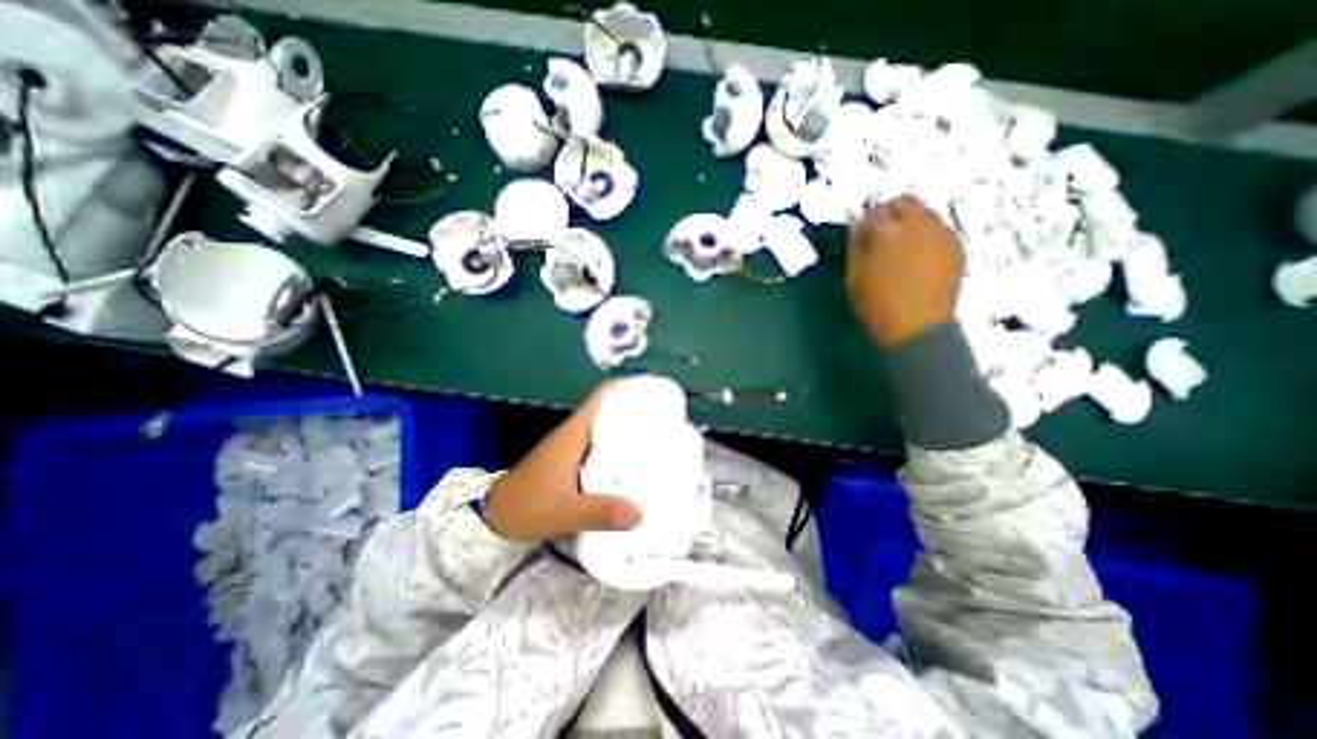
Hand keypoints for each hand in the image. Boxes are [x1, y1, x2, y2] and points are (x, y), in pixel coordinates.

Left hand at [486, 384, 645, 539]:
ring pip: (605, 427)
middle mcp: (575, 434)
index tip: (653, 391)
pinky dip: (618, 447)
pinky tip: (633, 463)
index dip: (627, 387)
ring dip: (628, 429)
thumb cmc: (526, 506)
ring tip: (657, 439)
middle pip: (609, 409)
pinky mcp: (570, 461)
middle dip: (635, 409)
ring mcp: (571, 447)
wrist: (492, 518)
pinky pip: (601, 445)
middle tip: (665, 419)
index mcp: (574, 433)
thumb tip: (641, 512)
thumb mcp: (564, 511)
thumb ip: (600, 513)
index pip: (601, 396)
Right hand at [849, 193, 963, 345]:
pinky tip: (920, 257)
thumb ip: (855, 247)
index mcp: (886, 232)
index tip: (864, 234)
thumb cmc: (876, 304)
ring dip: (911, 221)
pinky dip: (928, 235)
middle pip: (905, 201)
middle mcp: (916, 224)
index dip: (866, 221)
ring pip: (925, 212)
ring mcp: (941, 233)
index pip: (874, 211)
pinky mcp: (956, 246)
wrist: (916, 327)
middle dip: (892, 213)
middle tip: (884, 235)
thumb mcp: (854, 277)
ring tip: (904, 246)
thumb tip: (858, 227)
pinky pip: (940, 229)